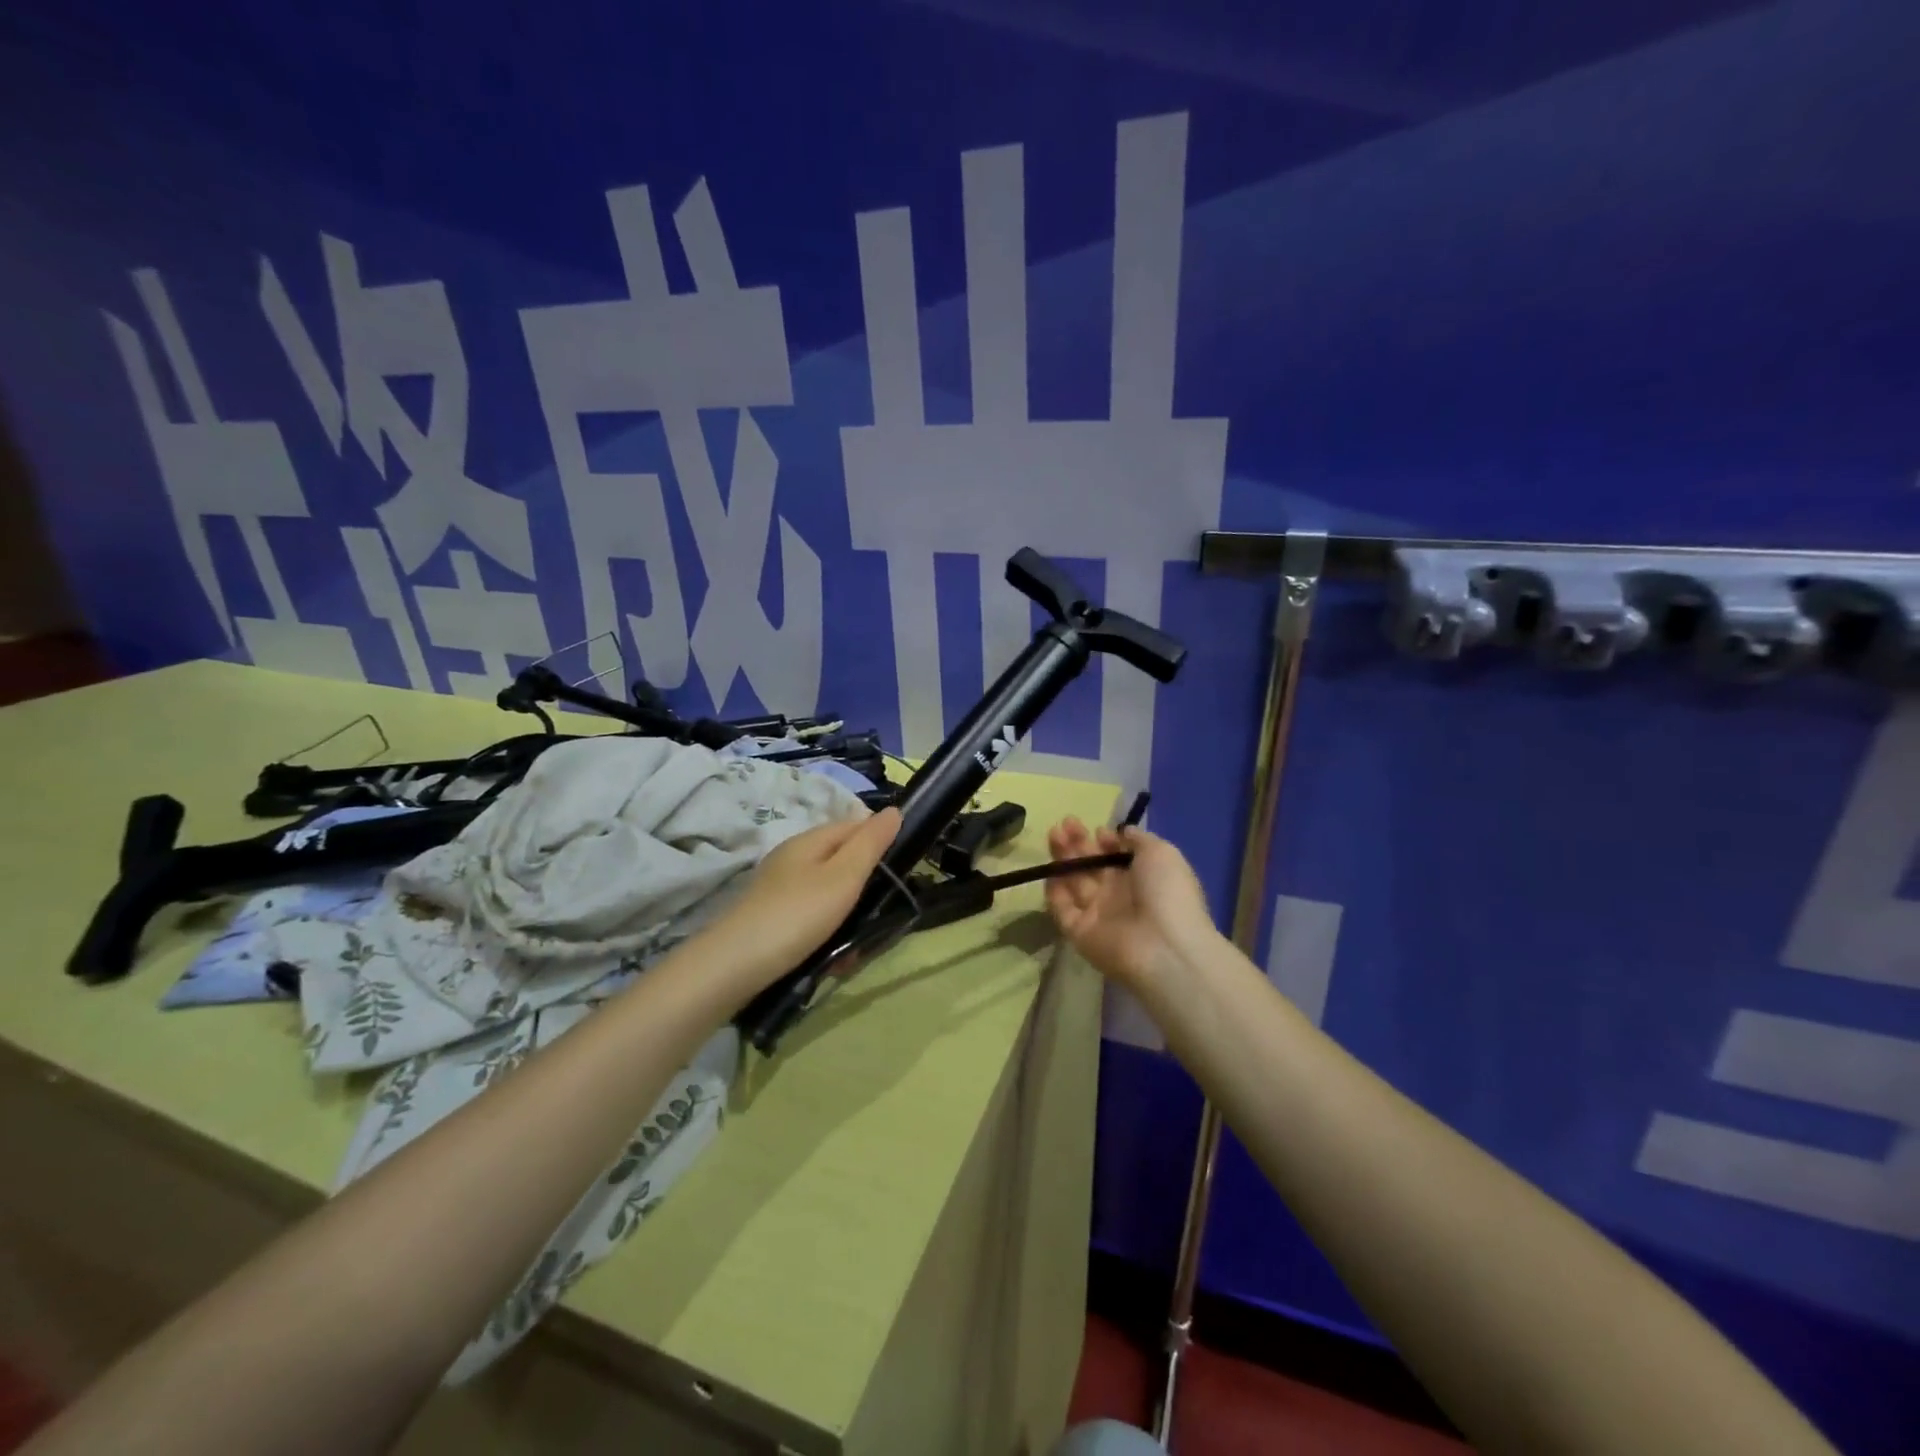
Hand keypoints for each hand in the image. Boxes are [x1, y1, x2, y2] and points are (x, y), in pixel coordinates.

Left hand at [703, 808, 901, 992]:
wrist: (733, 967)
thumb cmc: (797, 915)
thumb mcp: (843, 877)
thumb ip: (870, 844)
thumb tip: (894, 810)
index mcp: (809, 841)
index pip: (854, 825)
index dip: (880, 841)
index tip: (903, 869)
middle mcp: (792, 859)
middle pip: (842, 862)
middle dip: (865, 890)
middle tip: (879, 918)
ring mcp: (779, 889)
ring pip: (829, 896)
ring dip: (847, 920)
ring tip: (853, 951)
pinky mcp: (771, 919)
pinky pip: (811, 919)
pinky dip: (825, 936)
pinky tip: (829, 961)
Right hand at [1044, 818, 1215, 991]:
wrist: (1164, 948)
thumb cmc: (1167, 893)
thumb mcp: (1162, 853)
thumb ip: (1138, 839)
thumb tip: (1121, 832)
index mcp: (1143, 877)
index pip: (1116, 856)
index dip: (1106, 841)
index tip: (1097, 830)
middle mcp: (1119, 895)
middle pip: (1092, 865)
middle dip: (1078, 843)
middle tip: (1064, 824)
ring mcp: (1098, 914)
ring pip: (1074, 882)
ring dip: (1063, 858)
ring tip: (1053, 834)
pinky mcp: (1079, 932)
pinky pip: (1062, 909)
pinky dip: (1055, 891)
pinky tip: (1051, 871)